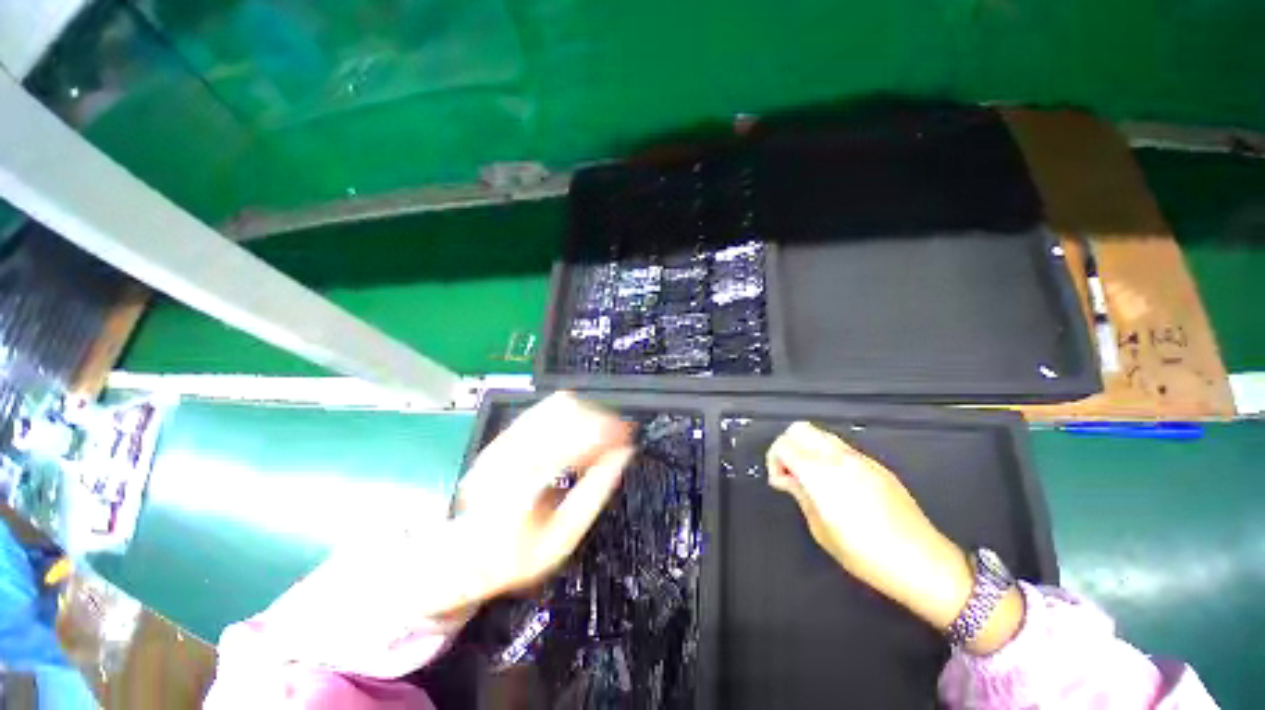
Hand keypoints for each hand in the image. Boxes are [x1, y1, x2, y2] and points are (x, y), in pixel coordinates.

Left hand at [450, 392, 634, 604]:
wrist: (465, 553)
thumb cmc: (515, 556)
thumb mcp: (562, 540)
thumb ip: (595, 494)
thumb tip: (624, 455)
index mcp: (521, 486)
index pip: (571, 439)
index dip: (605, 430)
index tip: (628, 436)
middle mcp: (508, 454)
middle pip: (565, 412)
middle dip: (601, 417)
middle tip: (622, 433)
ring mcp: (502, 440)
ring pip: (555, 404)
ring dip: (588, 411)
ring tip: (605, 430)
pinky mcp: (503, 435)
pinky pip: (545, 408)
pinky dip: (572, 412)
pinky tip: (583, 427)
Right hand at [766, 422, 975, 632]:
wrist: (924, 563)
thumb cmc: (866, 555)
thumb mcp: (821, 530)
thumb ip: (800, 495)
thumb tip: (786, 478)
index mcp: (821, 473)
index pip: (784, 444)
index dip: (774, 460)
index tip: (780, 482)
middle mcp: (839, 458)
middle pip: (799, 429)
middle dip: (787, 446)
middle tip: (790, 474)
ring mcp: (860, 458)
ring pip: (820, 434)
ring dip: (807, 448)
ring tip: (810, 478)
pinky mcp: (876, 465)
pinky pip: (841, 447)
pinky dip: (826, 455)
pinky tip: (834, 484)